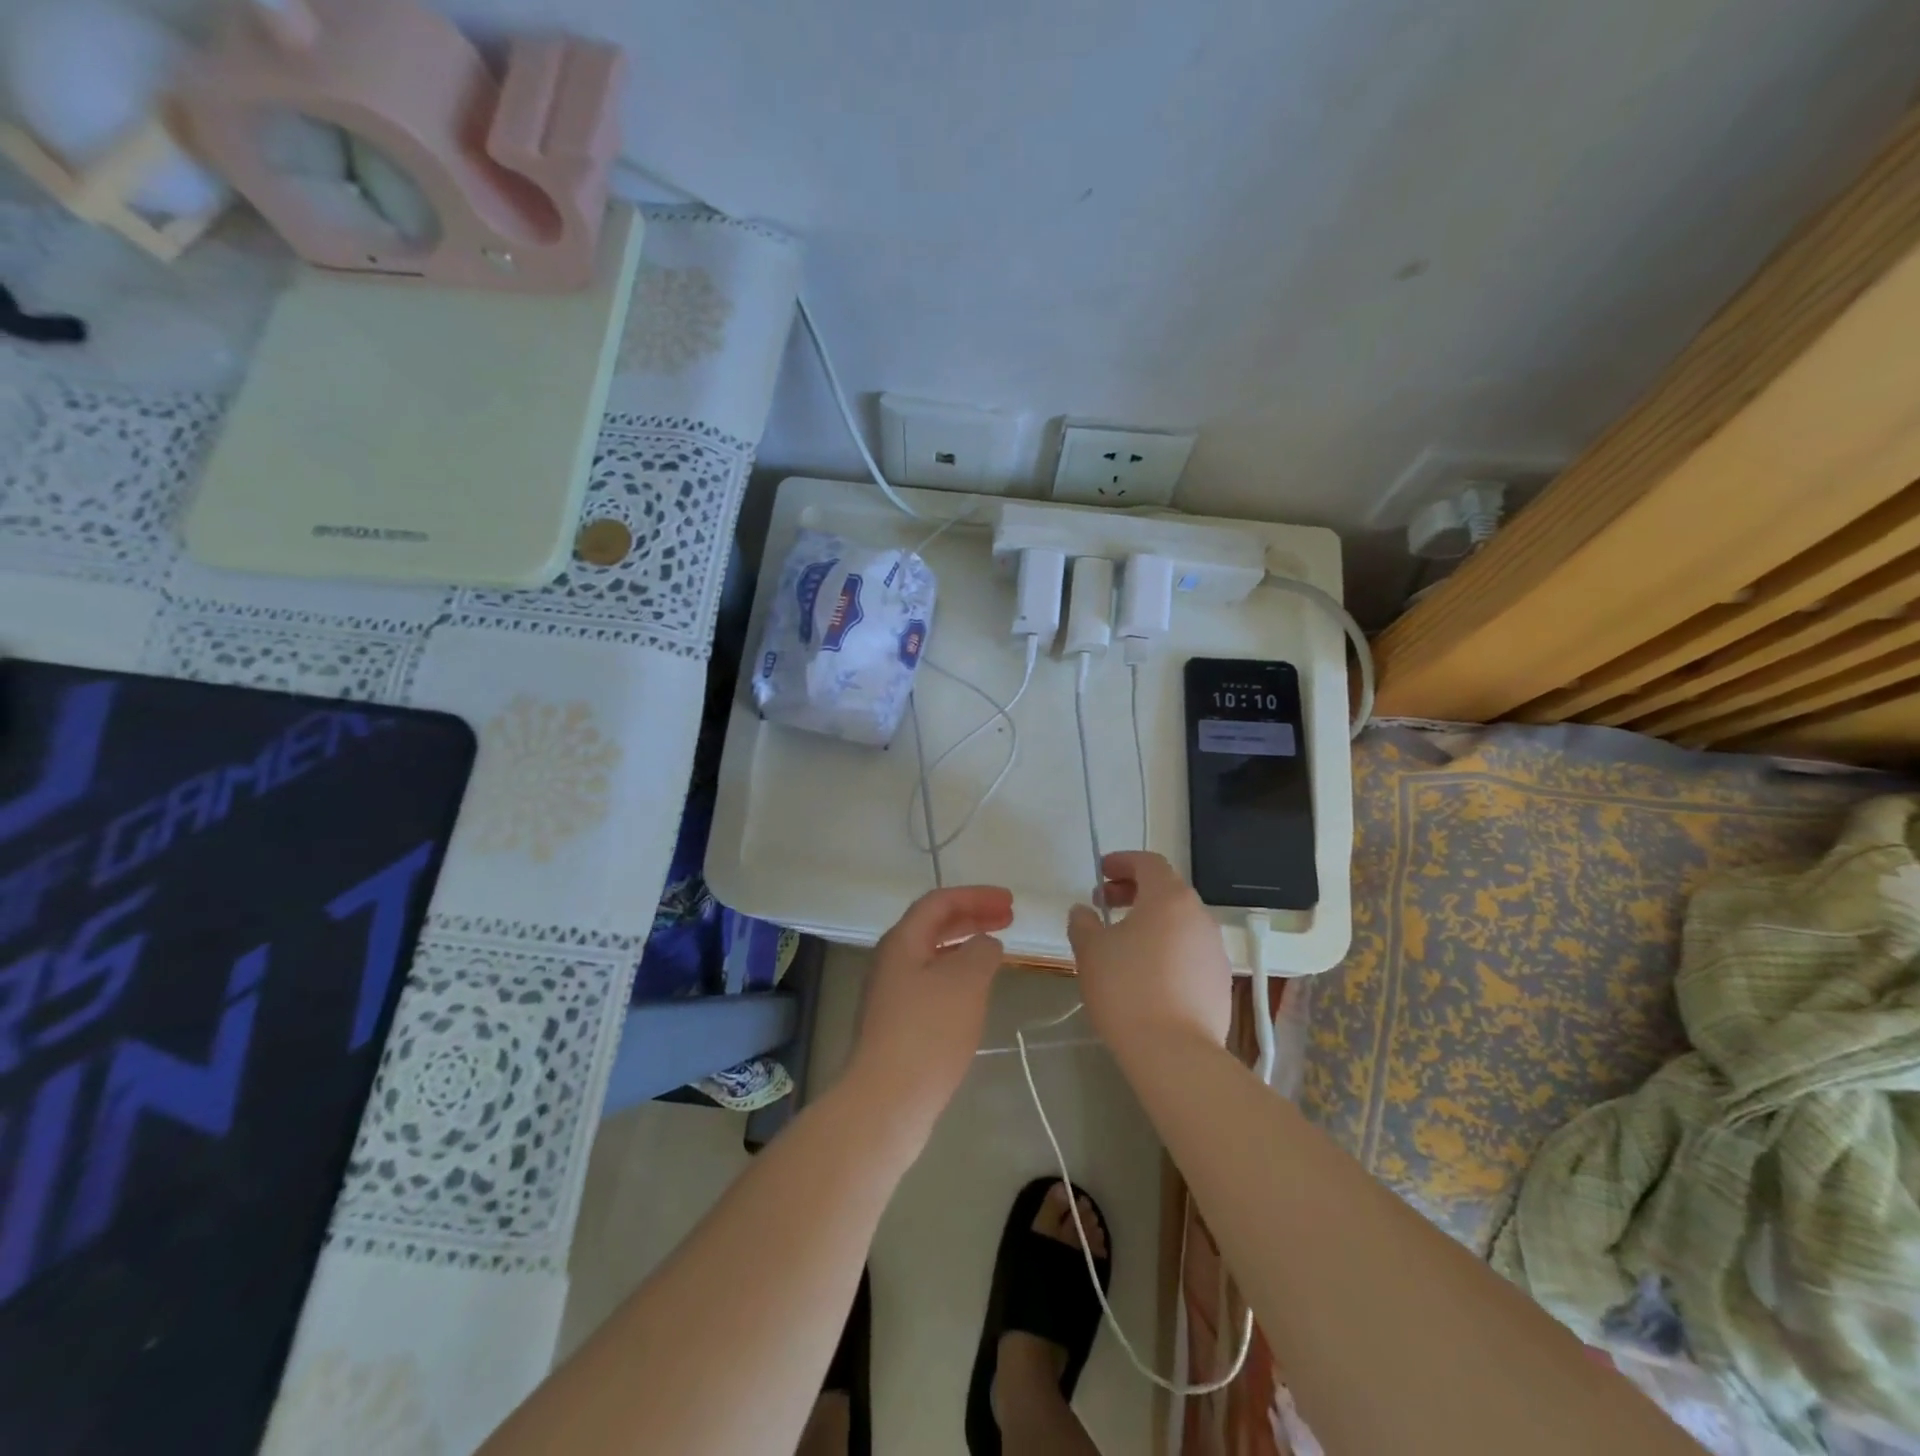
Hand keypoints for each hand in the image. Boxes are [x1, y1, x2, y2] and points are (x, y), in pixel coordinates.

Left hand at [846, 885, 1012, 1129]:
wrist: (888, 1100)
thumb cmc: (928, 1032)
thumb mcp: (965, 982)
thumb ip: (981, 952)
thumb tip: (985, 944)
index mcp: (902, 942)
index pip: (939, 902)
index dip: (976, 896)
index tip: (1010, 902)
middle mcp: (892, 961)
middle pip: (934, 926)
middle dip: (972, 917)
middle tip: (1008, 918)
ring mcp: (892, 993)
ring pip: (933, 955)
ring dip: (966, 945)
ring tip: (997, 950)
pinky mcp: (898, 1023)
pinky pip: (932, 982)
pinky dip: (958, 974)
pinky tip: (976, 991)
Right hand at [1067, 851, 1230, 1063]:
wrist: (1175, 1053)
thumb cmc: (1127, 989)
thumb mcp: (1091, 951)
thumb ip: (1083, 923)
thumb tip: (1083, 912)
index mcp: (1169, 898)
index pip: (1148, 863)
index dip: (1122, 862)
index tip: (1101, 873)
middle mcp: (1199, 916)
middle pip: (1167, 890)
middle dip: (1134, 891)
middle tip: (1105, 905)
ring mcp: (1215, 949)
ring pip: (1180, 922)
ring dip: (1152, 921)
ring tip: (1123, 942)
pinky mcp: (1220, 981)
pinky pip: (1190, 950)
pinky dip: (1167, 948)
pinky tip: (1147, 974)